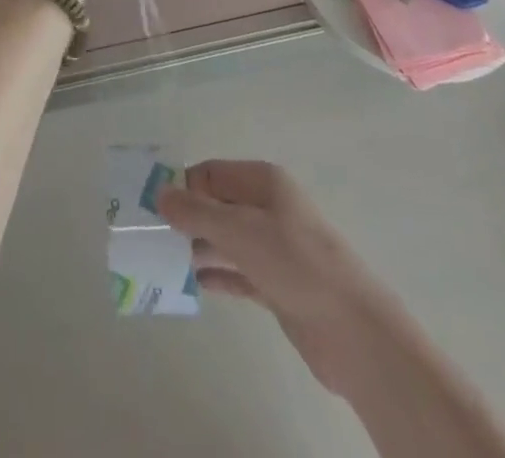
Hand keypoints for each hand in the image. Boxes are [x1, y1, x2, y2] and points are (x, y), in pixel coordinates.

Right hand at [156, 160, 392, 398]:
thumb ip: (196, 212)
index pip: (211, 173)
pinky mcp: (278, 285)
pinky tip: (192, 283)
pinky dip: (217, 275)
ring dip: (198, 248)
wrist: (353, 330)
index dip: (182, 186)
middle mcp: (268, 208)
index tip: (150, 206)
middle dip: (186, 218)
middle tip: (150, 237)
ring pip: (226, 240)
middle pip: (217, 205)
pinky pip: (238, 272)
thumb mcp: (239, 230)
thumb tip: (160, 194)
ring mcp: (274, 248)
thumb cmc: (295, 262)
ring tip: (162, 262)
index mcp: (263, 182)